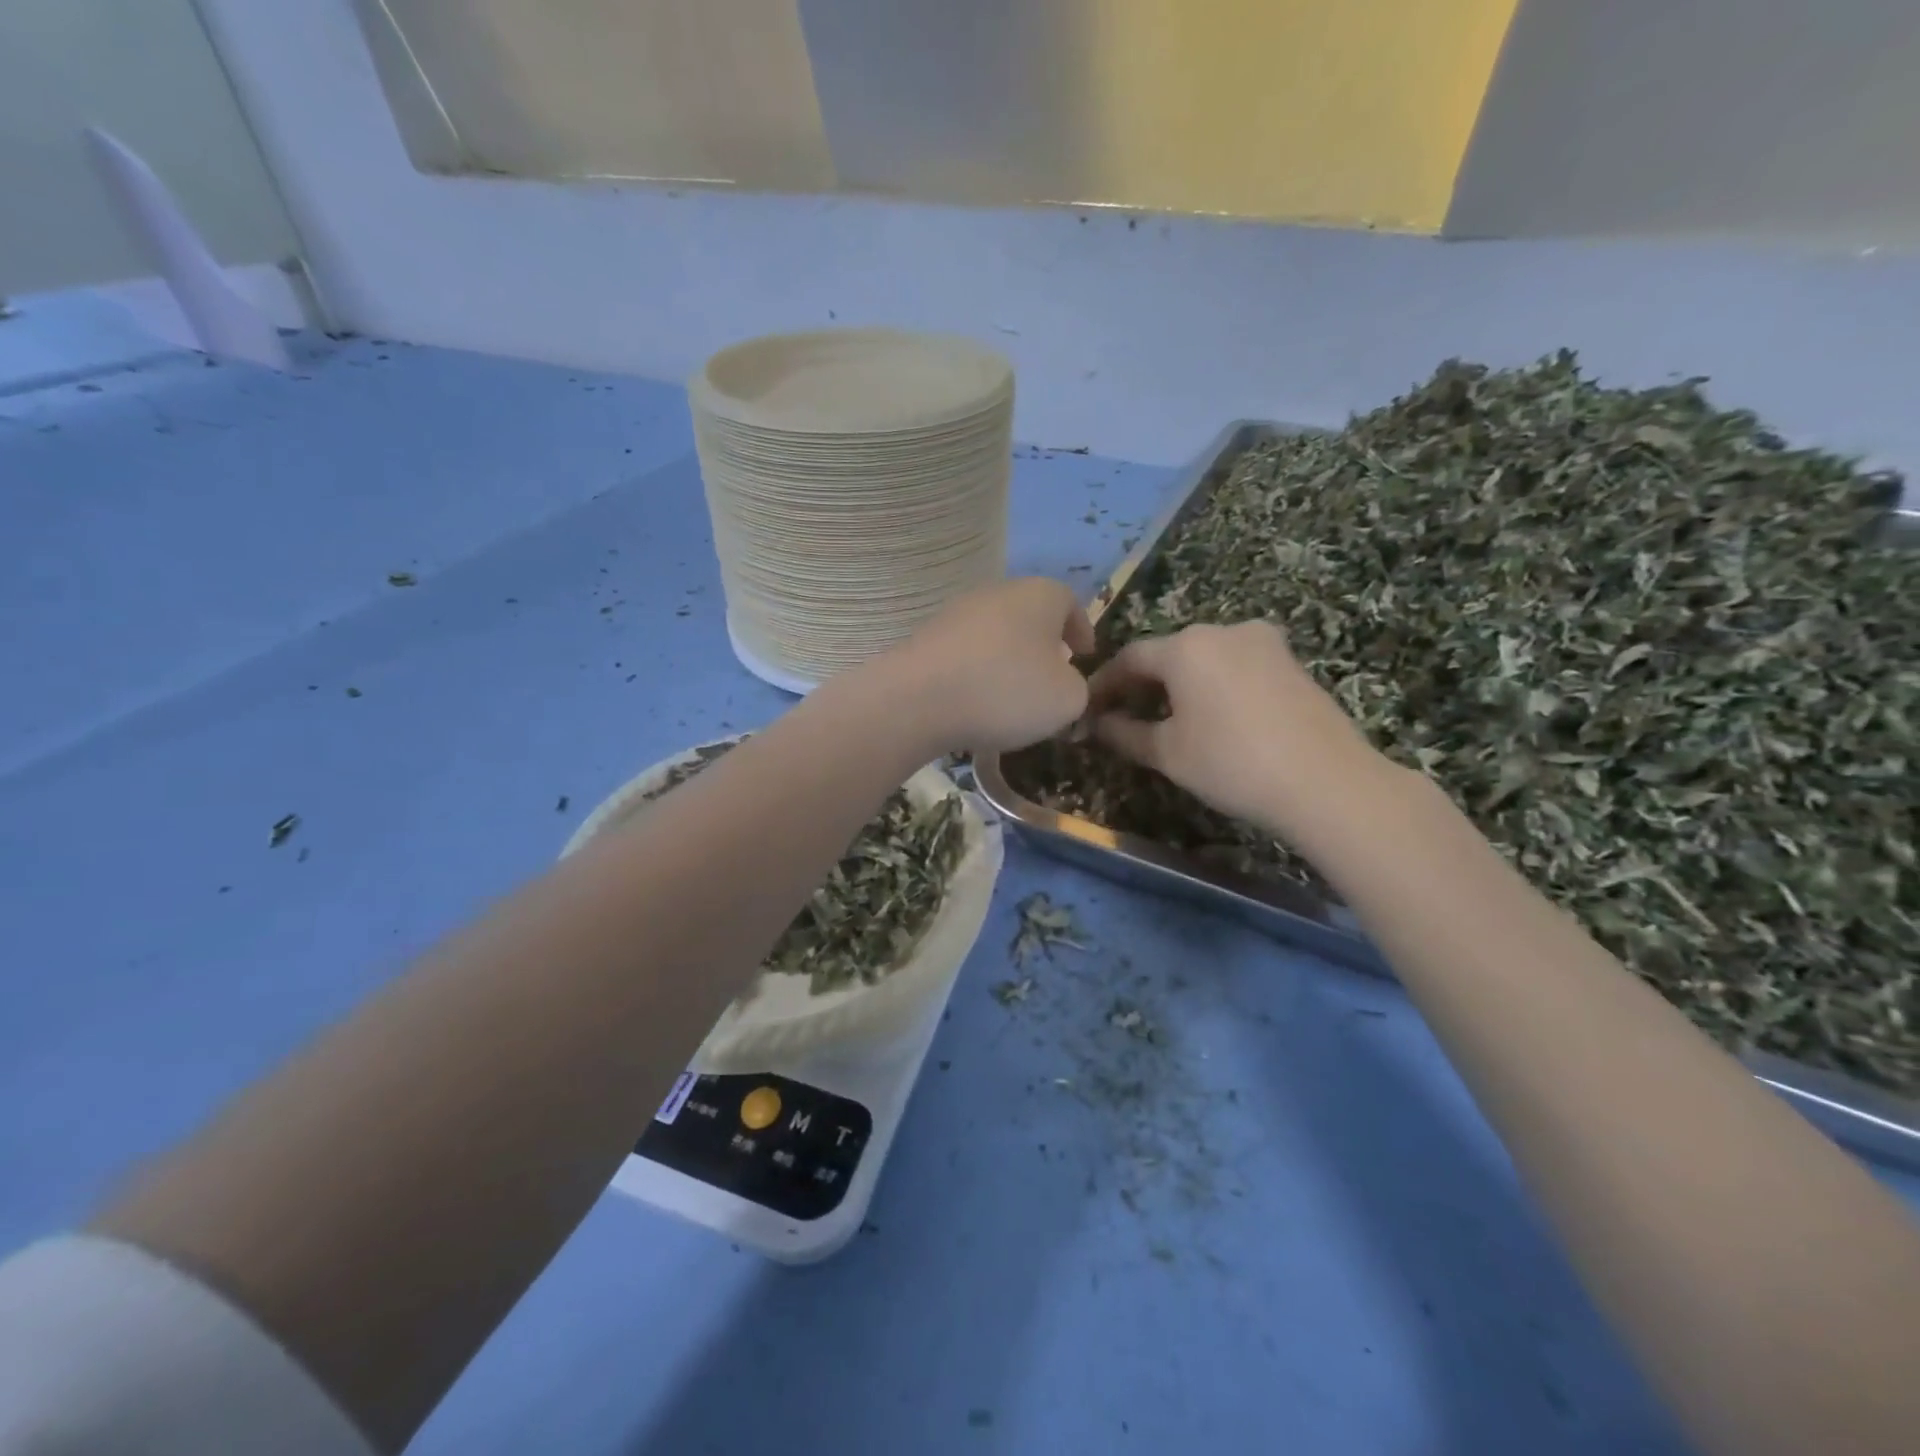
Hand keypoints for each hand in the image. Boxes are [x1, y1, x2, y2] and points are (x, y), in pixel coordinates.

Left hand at [883, 578, 1094, 752]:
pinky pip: (964, 653)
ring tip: (1011, 695)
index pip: (1070, 602)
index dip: (1081, 629)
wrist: (917, 699)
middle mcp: (997, 593)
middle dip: (1043, 644)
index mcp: (1040, 596)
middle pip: (1029, 614)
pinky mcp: (925, 638)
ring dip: (1007, 659)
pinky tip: (974, 702)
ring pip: (994, 633)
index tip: (1085, 654)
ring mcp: (956, 613)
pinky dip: (975, 672)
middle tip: (1051, 676)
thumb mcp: (1066, 699)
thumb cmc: (1006, 690)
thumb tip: (1064, 684)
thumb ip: (1077, 688)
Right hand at [1086, 621, 1386, 832]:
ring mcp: (1263, 642)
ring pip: (1204, 658)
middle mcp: (1223, 630)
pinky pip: (1235, 665)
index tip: (1088, 709)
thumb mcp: (1167, 753)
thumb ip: (1124, 734)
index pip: (1130, 658)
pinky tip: (1212, 716)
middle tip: (1123, 717)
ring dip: (1179, 683)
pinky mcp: (1290, 660)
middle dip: (1142, 683)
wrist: (1326, 782)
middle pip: (1168, 653)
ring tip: (1166, 719)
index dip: (1104, 684)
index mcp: (1186, 646)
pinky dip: (1213, 684)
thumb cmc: (1231, 764)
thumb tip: (1097, 725)